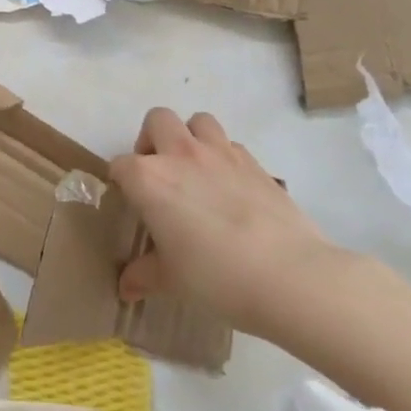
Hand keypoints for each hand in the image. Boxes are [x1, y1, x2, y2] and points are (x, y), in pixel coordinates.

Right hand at [112, 110, 342, 336]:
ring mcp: (221, 155)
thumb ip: (143, 276)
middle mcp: (180, 155)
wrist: (291, 277)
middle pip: (157, 120)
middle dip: (152, 140)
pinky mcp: (256, 164)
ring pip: (199, 121)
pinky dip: (225, 157)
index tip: (130, 204)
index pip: (119, 166)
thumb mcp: (171, 280)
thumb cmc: (216, 276)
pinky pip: (232, 146)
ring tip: (194, 171)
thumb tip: (125, 289)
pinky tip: (230, 188)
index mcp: (148, 179)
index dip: (121, 183)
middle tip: (159, 174)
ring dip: (191, 137)